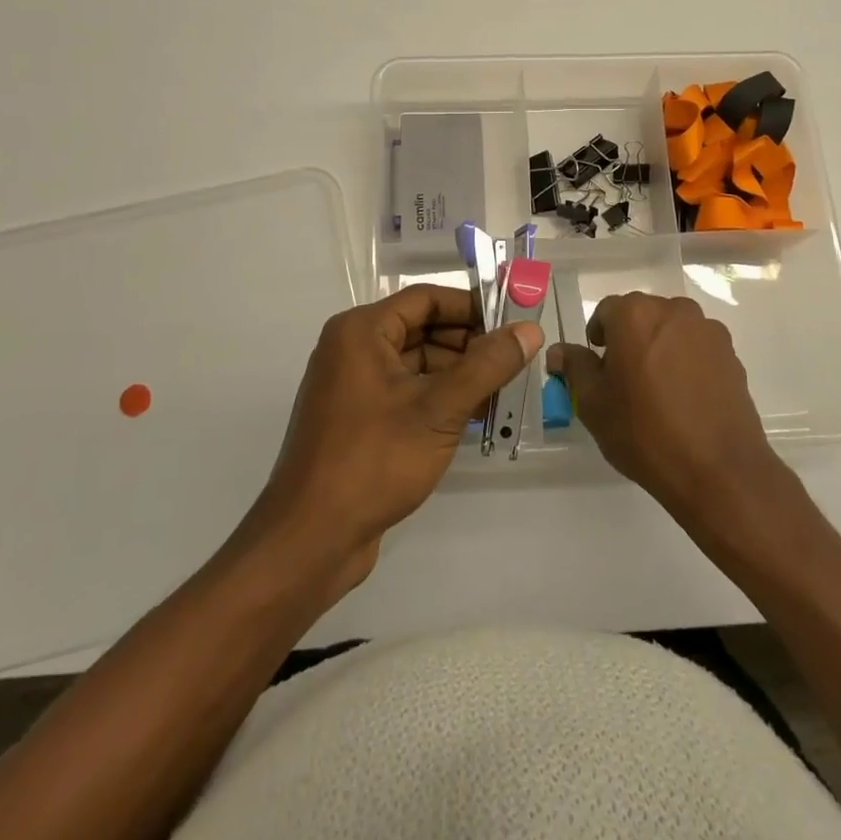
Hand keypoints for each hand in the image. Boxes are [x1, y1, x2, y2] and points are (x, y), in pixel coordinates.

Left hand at [250, 285, 541, 591]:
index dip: (471, 306)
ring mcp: (352, 386)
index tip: (513, 322)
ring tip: (503, 392)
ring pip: (416, 364)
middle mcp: (352, 349)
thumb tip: (530, 330)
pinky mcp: (357, 420)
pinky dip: (439, 399)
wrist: (310, 539)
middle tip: (515, 361)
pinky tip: (476, 417)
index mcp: (361, 331)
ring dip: (458, 375)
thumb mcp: (439, 409)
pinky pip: (406, 393)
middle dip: (469, 344)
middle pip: (422, 329)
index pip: (426, 299)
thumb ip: (488, 366)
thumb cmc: (374, 460)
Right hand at [547, 293, 780, 516]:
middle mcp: (674, 311)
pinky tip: (685, 399)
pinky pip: (698, 348)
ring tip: (657, 391)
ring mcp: (708, 331)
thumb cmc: (645, 432)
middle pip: (642, 316)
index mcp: (635, 315)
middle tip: (624, 380)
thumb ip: (575, 367)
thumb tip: (559, 351)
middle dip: (630, 339)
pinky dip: (687, 363)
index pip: (606, 311)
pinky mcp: (732, 355)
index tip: (598, 367)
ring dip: (660, 348)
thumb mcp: (593, 404)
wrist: (719, 471)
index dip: (598, 337)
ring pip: (672, 330)